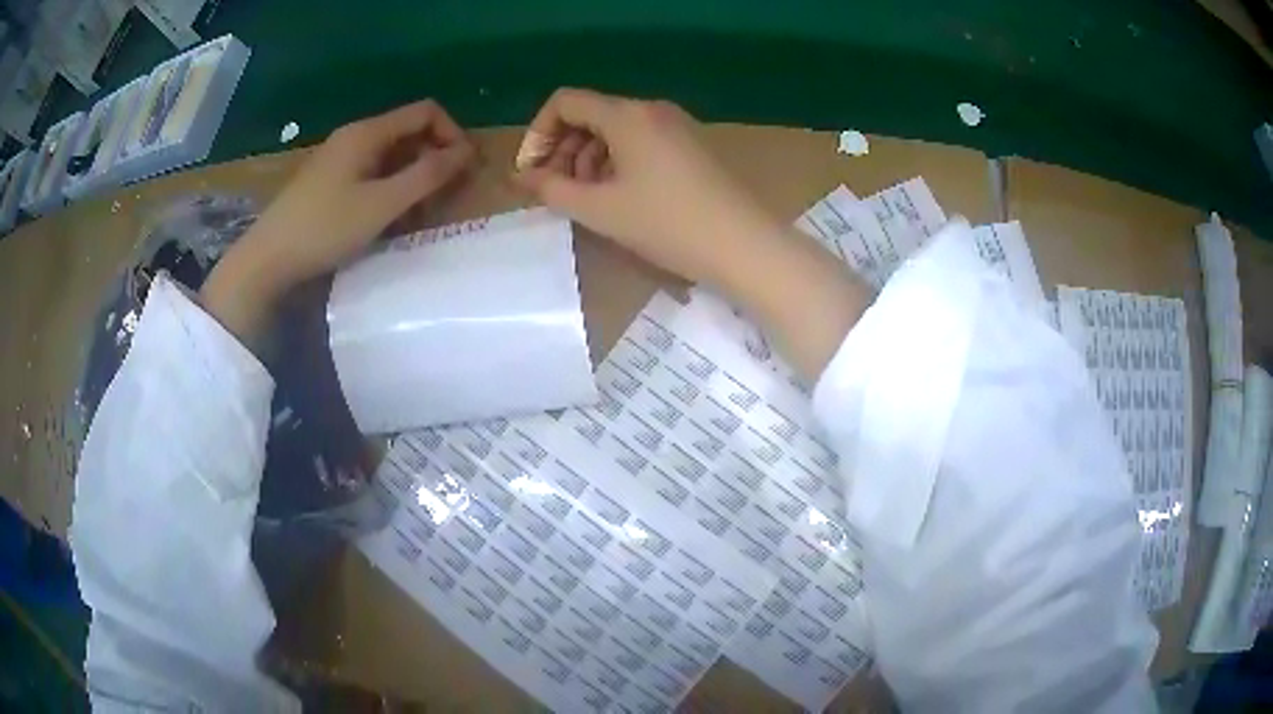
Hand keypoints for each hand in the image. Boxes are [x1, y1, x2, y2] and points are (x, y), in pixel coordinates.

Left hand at [202, 100, 473, 344]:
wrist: (268, 259)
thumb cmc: (325, 228)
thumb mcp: (382, 203)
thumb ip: (427, 175)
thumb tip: (467, 152)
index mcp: (367, 132)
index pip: (426, 112)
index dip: (452, 133)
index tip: (463, 170)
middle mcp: (354, 137)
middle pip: (409, 132)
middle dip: (434, 159)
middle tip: (444, 197)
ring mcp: (339, 159)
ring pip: (391, 156)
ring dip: (413, 178)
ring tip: (419, 214)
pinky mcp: (330, 181)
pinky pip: (372, 173)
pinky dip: (390, 189)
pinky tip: (389, 219)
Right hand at [516, 88, 869, 380]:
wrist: (743, 245)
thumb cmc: (667, 224)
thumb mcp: (600, 209)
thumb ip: (552, 189)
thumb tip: (521, 176)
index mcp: (626, 115)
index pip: (565, 102)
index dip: (538, 133)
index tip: (532, 171)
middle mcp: (651, 109)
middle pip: (590, 114)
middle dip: (563, 149)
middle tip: (556, 190)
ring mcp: (676, 126)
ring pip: (615, 130)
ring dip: (589, 158)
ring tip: (588, 199)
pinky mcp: (691, 145)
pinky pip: (641, 142)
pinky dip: (618, 162)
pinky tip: (621, 197)